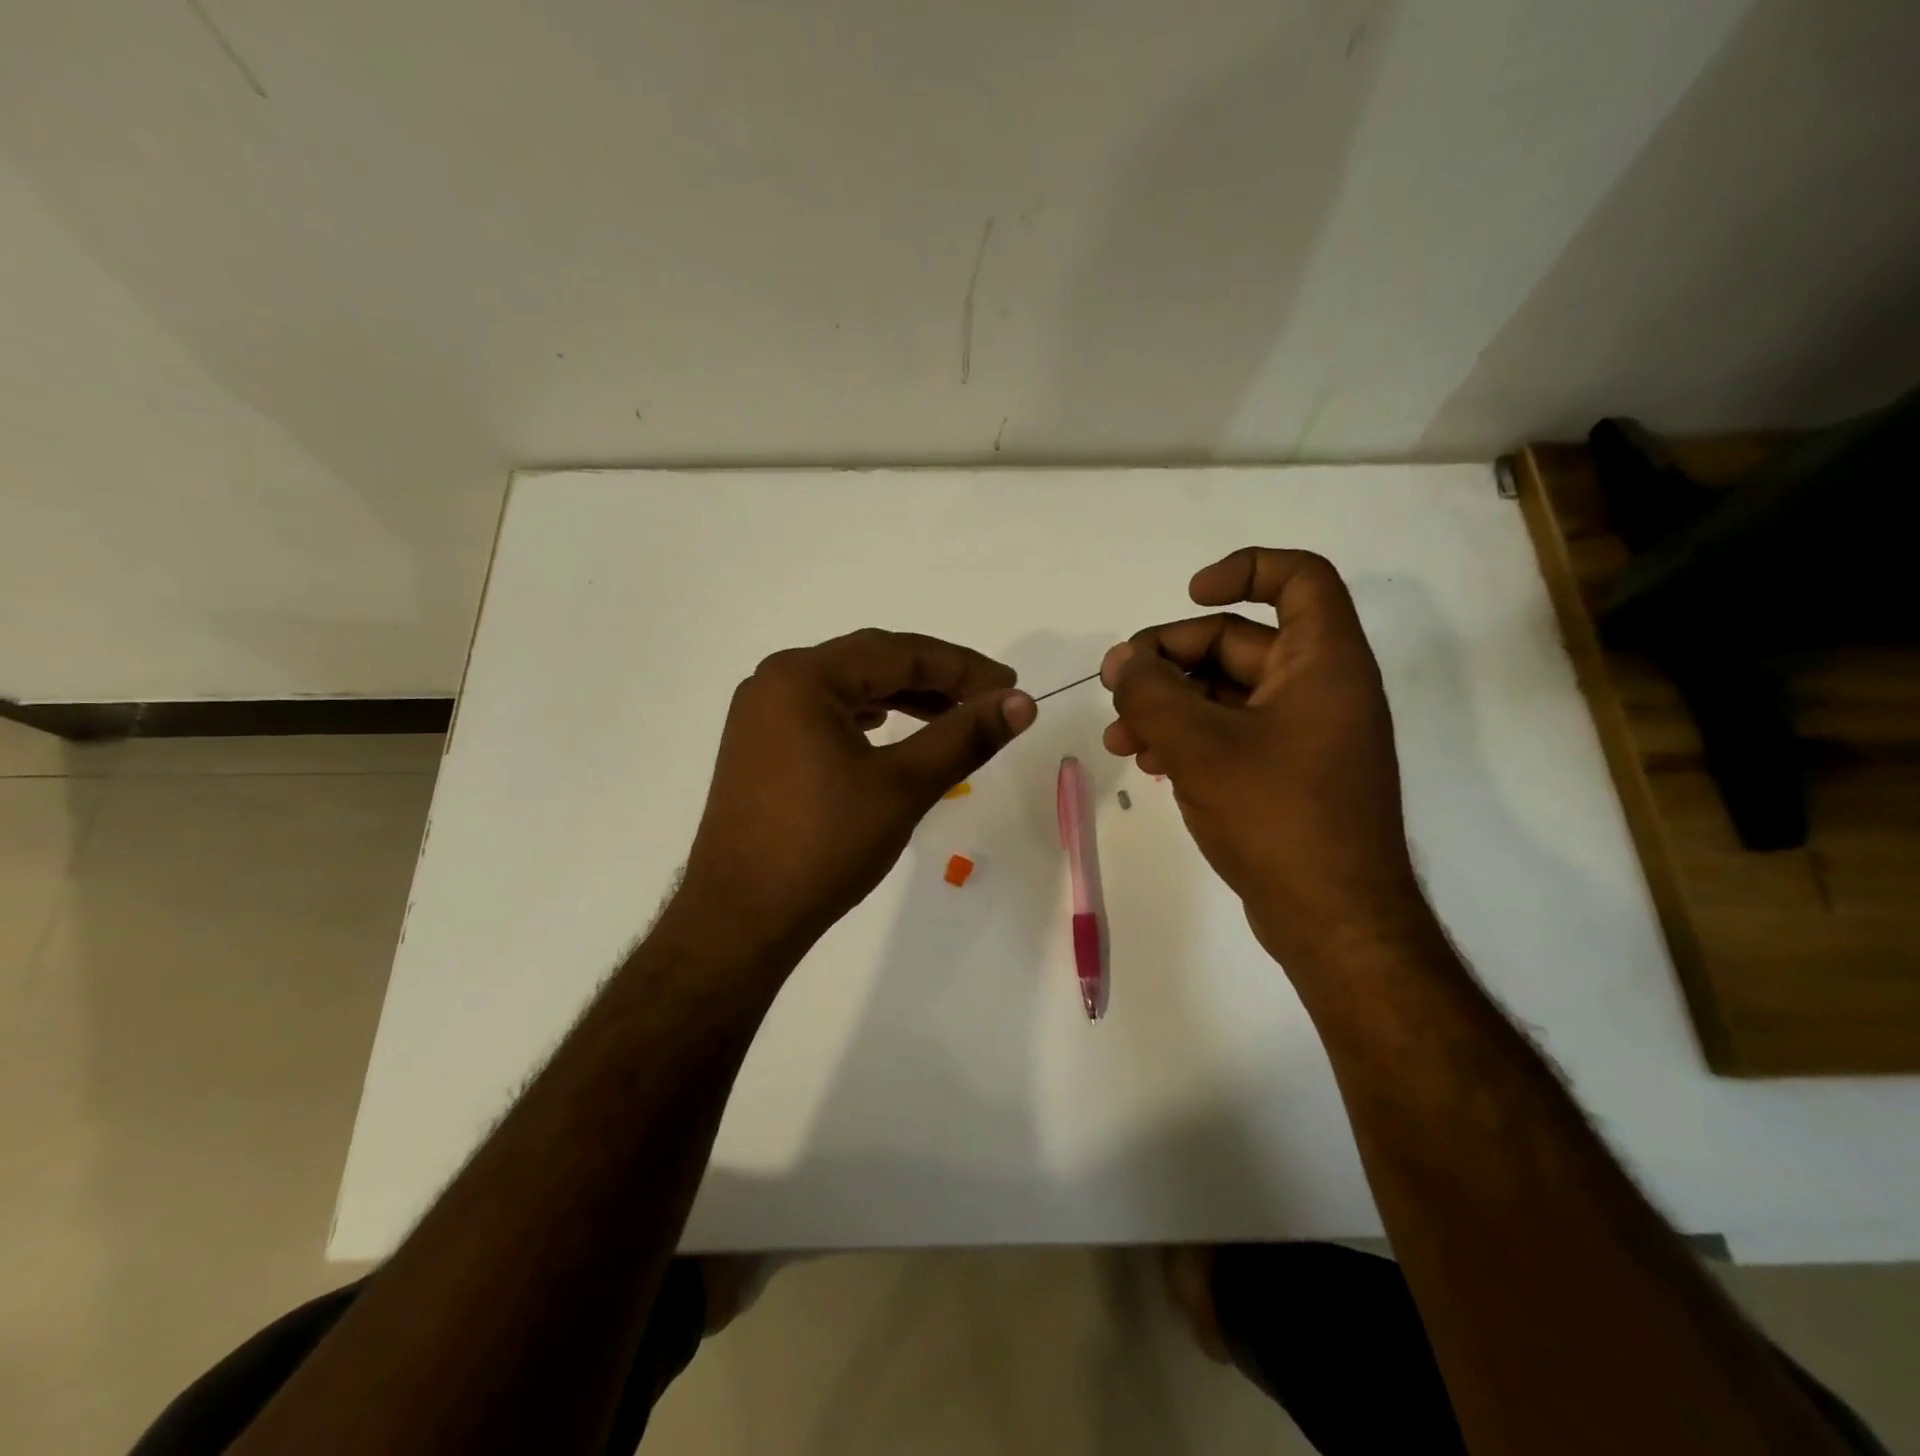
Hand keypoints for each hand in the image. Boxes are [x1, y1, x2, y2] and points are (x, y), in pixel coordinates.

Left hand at [672, 629, 1035, 964]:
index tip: (1010, 684)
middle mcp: (775, 682)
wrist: (741, 919)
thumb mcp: (904, 786)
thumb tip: (1021, 703)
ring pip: (847, 689)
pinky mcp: (759, 747)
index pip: (898, 653)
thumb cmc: (824, 846)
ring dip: (902, 697)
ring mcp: (761, 715)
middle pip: (870, 663)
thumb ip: (964, 737)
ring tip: (951, 716)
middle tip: (987, 698)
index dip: (962, 667)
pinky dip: (866, 718)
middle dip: (934, 679)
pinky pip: (824, 714)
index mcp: (804, 677)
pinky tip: (889, 729)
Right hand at [1102, 548, 1424, 965]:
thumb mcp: (1199, 746)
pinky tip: (1148, 763)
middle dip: (1171, 658)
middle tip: (1117, 683)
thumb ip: (1151, 692)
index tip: (1189, 596)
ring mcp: (1304, 735)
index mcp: (1323, 662)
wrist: (1333, 920)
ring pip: (1226, 694)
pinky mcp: (1286, 774)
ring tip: (1120, 737)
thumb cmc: (1277, 816)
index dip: (1244, 570)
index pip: (1299, 578)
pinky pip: (1231, 734)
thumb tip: (1122, 660)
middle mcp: (1321, 688)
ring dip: (1169, 704)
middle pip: (1240, 642)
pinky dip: (1189, 738)